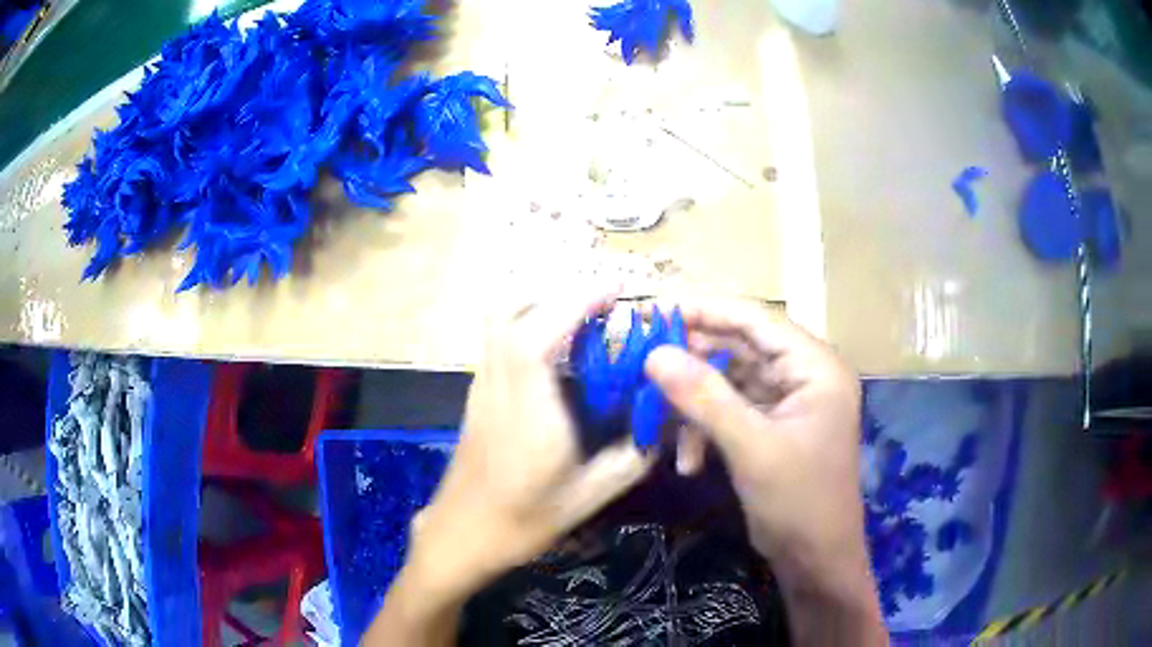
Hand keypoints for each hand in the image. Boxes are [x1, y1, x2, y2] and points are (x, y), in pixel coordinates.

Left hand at [406, 289, 654, 598]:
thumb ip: (632, 456)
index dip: (575, 301)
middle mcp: (498, 385)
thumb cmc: (524, 520)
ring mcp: (481, 385)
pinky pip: (499, 339)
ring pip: (499, 319)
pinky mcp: (477, 393)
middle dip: (557, 293)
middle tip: (600, 308)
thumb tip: (660, 420)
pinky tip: (557, 355)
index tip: (613, 291)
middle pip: (508, 309)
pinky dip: (528, 326)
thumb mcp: (590, 496)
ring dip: (540, 305)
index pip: (538, 334)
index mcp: (528, 409)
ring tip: (582, 323)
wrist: (464, 533)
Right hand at [645, 298, 884, 644]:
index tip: (652, 312)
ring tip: (658, 426)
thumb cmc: (798, 501)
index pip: (756, 320)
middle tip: (643, 366)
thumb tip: (655, 354)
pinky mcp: (771, 428)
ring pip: (729, 382)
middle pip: (739, 349)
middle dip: (692, 363)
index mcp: (814, 366)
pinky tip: (687, 462)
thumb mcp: (752, 448)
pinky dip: (704, 430)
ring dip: (694, 406)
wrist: (816, 559)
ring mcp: (787, 402)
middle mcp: (803, 375)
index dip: (704, 310)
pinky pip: (730, 412)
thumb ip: (705, 398)